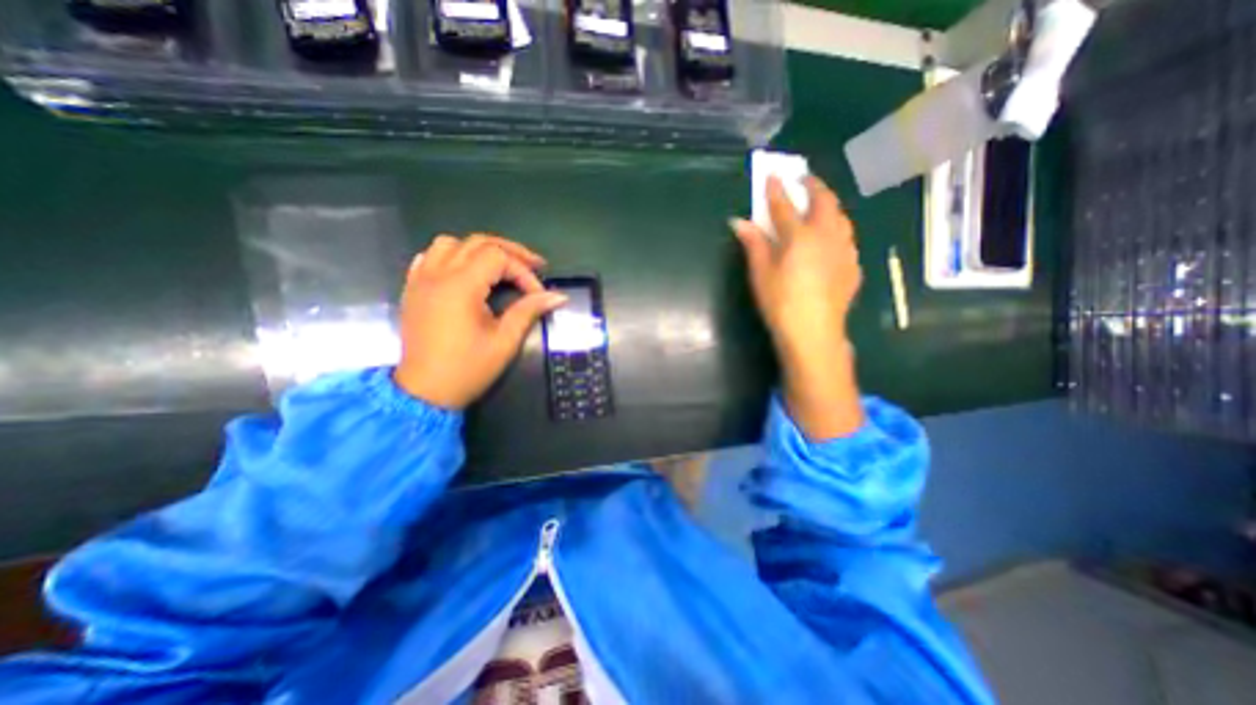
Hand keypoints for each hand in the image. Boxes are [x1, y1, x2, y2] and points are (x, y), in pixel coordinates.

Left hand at [394, 235, 567, 408]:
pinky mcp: (412, 290)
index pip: (498, 257)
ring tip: (499, 267)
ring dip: (479, 250)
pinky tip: (465, 271)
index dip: (523, 272)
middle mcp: (438, 275)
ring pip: (450, 244)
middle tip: (533, 266)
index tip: (538, 295)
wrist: (425, 393)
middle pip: (477, 242)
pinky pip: (429, 258)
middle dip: (510, 251)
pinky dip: (451, 257)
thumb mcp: (505, 341)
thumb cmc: (468, 369)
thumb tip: (559, 296)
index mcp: (461, 286)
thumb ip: (529, 311)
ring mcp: (421, 280)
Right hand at [734, 173, 868, 440]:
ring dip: (830, 205)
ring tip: (821, 203)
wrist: (814, 333)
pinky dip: (839, 229)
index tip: (772, 175)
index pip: (785, 206)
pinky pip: (848, 238)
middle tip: (803, 179)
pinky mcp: (852, 266)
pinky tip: (833, 238)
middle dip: (813, 186)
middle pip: (823, 202)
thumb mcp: (761, 274)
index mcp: (799, 237)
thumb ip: (754, 245)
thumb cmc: (781, 303)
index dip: (776, 190)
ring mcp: (844, 250)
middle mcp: (826, 236)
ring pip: (841, 217)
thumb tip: (739, 222)